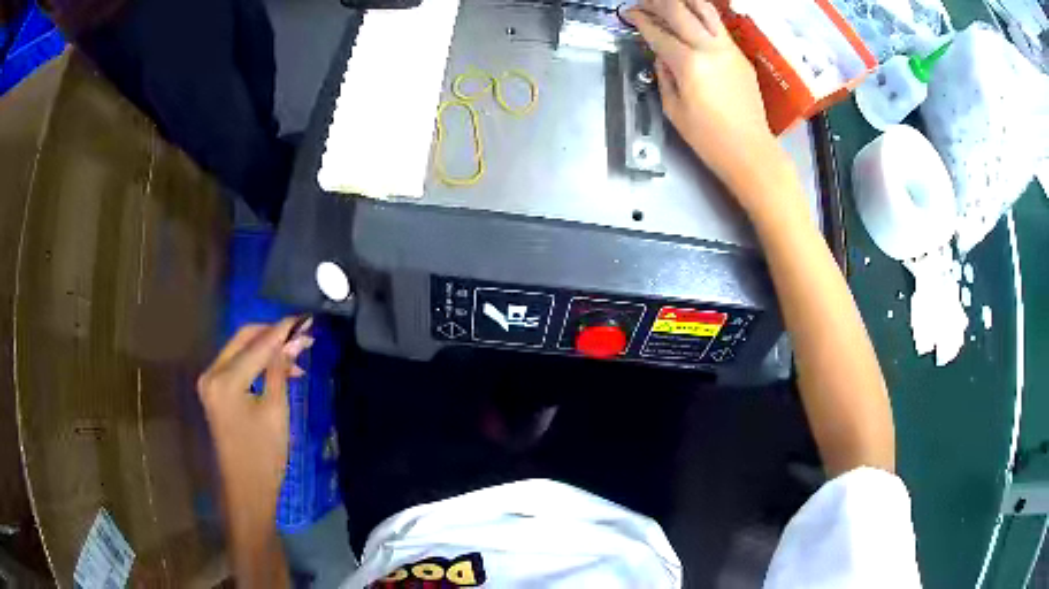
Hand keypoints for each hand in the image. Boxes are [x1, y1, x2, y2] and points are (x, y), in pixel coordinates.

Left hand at [197, 317, 313, 502]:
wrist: (247, 489)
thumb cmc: (264, 455)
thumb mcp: (276, 410)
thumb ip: (281, 369)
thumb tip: (296, 339)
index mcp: (224, 379)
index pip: (257, 345)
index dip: (283, 331)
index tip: (306, 318)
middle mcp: (211, 373)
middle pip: (243, 339)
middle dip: (273, 334)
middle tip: (302, 335)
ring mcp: (209, 382)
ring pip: (239, 350)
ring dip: (266, 348)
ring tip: (296, 356)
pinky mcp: (214, 391)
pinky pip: (236, 365)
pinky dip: (256, 362)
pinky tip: (278, 369)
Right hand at [624, 0, 788, 207]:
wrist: (750, 150)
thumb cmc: (709, 139)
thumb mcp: (673, 109)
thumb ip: (664, 75)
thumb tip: (661, 56)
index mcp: (689, 64)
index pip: (658, 32)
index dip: (640, 21)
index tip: (629, 14)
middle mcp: (710, 48)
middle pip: (679, 10)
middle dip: (656, 3)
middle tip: (643, 5)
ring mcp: (729, 49)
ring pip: (705, 10)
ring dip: (683, 2)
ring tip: (669, 5)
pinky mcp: (741, 56)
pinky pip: (718, 27)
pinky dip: (701, 17)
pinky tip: (691, 22)